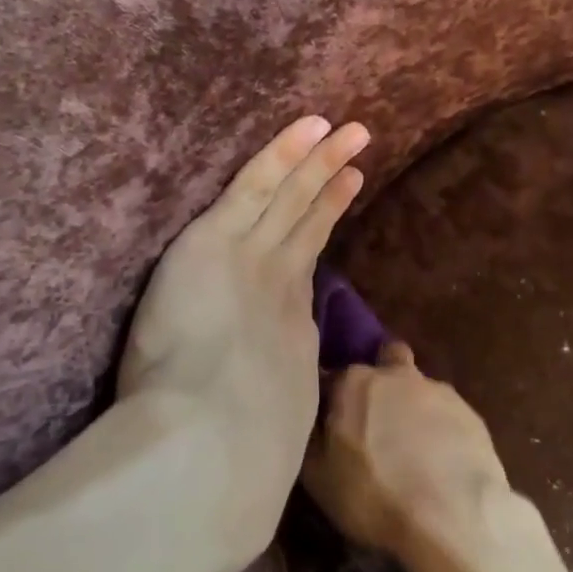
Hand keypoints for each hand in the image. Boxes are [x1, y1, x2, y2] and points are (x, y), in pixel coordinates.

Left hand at [118, 116, 369, 539]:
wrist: (211, 443)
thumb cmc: (231, 445)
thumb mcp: (273, 414)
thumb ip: (283, 386)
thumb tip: (292, 382)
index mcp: (285, 318)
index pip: (304, 252)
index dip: (324, 216)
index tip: (344, 189)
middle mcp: (276, 278)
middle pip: (307, 217)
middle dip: (334, 180)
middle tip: (361, 146)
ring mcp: (251, 256)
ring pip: (289, 195)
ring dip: (319, 159)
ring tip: (348, 129)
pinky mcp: (217, 241)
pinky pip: (255, 185)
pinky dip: (281, 154)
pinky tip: (307, 127)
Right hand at [302, 342, 512, 557]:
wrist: (452, 518)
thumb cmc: (372, 495)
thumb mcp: (318, 476)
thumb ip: (311, 435)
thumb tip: (311, 417)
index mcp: (355, 382)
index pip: (334, 376)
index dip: (332, 398)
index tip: (333, 422)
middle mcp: (397, 375)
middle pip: (386, 361)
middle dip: (381, 382)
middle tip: (376, 421)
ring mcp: (439, 391)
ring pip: (419, 389)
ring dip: (413, 408)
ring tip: (412, 452)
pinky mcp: (471, 414)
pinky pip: (447, 416)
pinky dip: (441, 431)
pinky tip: (441, 464)